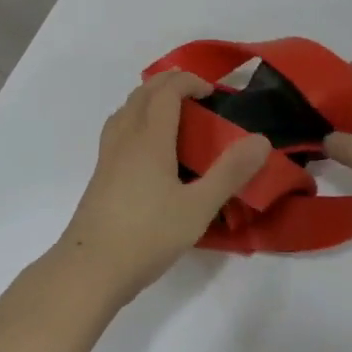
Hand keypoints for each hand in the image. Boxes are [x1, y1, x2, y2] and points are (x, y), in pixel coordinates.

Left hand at [55, 71, 269, 306]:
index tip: (211, 92)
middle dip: (170, 84)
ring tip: (173, 115)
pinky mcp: (100, 175)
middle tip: (196, 96)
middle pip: (143, 93)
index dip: (189, 81)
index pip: (166, 90)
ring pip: (126, 109)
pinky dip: (136, 119)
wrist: (89, 269)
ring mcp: (107, 156)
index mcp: (149, 138)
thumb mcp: (198, 207)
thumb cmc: (147, 235)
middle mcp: (125, 138)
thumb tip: (261, 140)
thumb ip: (230, 172)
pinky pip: (118, 129)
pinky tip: (147, 149)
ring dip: (150, 99)